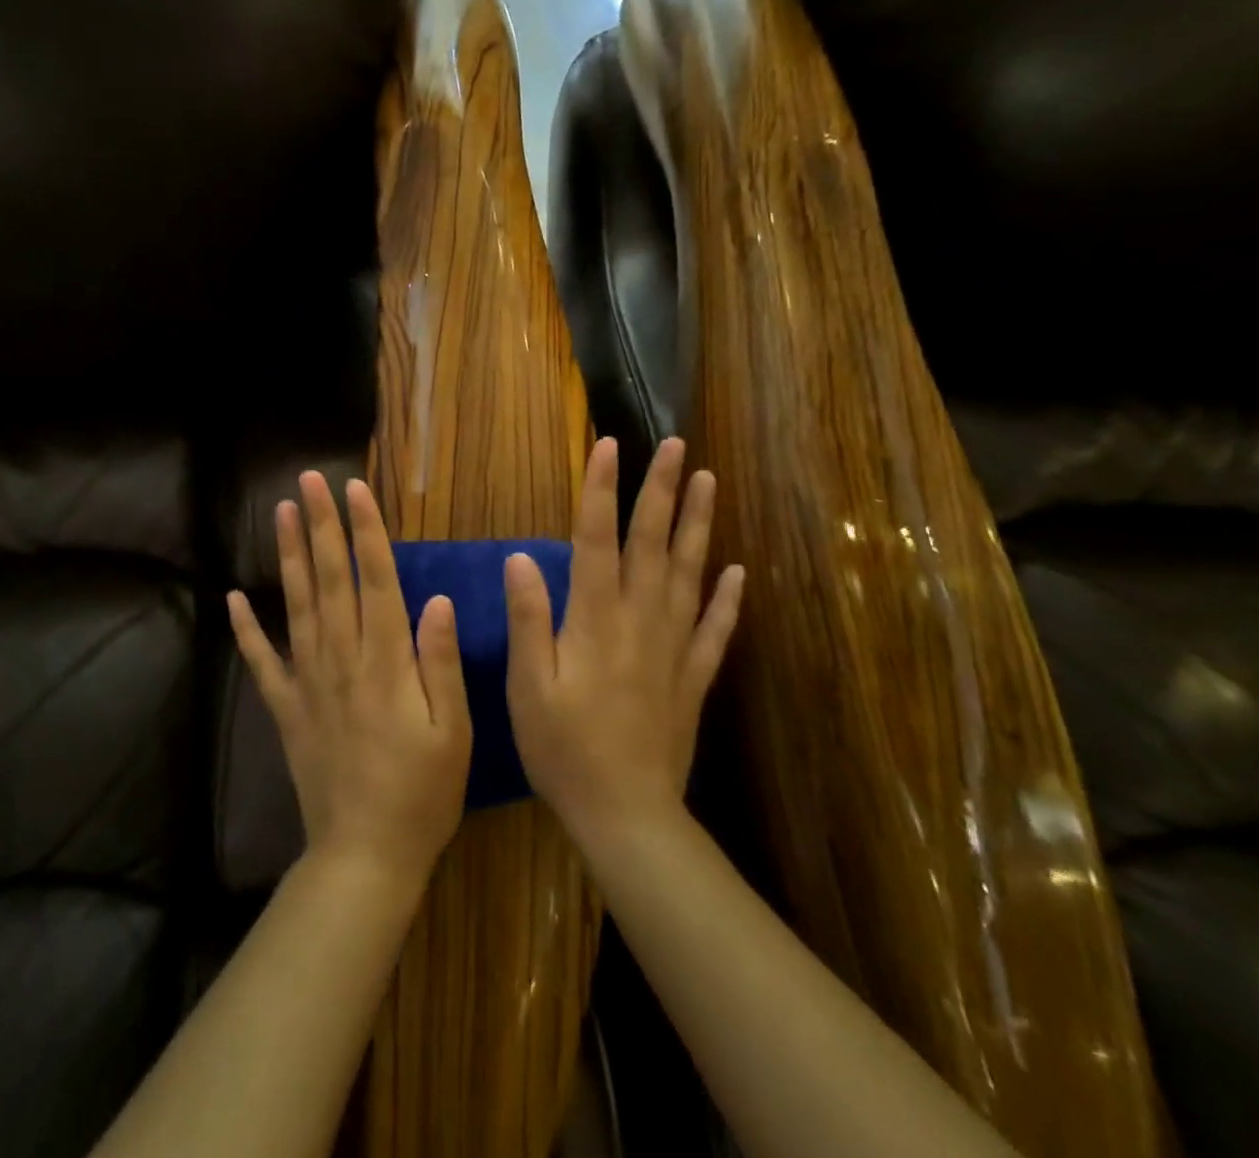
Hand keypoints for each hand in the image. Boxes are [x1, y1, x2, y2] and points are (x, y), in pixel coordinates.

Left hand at [228, 472, 471, 887]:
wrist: (365, 855)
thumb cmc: (423, 793)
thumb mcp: (453, 730)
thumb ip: (441, 661)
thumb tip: (436, 599)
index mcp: (386, 661)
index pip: (375, 580)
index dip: (365, 531)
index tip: (353, 489)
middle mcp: (342, 659)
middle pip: (330, 579)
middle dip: (321, 525)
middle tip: (309, 480)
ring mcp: (308, 682)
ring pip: (296, 605)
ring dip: (288, 556)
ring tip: (281, 512)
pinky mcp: (287, 709)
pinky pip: (261, 662)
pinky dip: (245, 629)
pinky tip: (233, 597)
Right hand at [504, 437, 744, 847]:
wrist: (625, 813)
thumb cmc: (563, 748)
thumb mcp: (528, 684)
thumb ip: (527, 617)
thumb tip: (520, 556)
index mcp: (595, 619)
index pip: (596, 539)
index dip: (601, 489)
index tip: (608, 446)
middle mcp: (640, 621)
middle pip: (652, 543)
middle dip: (661, 490)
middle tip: (676, 446)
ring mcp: (674, 647)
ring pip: (690, 573)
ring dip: (699, 525)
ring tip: (709, 483)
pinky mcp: (694, 677)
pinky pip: (716, 629)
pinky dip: (728, 598)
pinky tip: (737, 571)